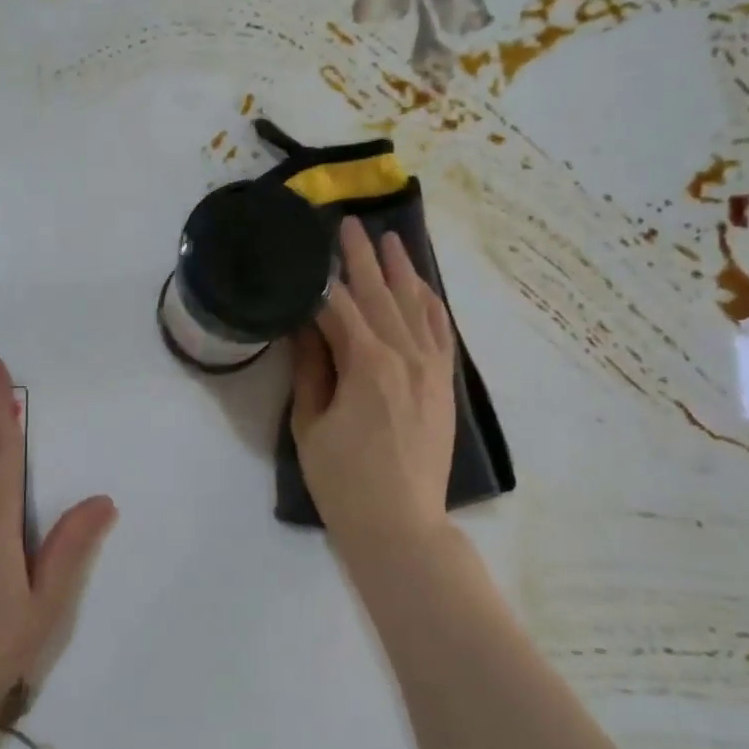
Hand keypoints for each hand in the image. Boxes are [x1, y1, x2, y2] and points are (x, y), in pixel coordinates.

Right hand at [291, 217, 456, 558]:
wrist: (400, 524)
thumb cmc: (344, 480)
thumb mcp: (310, 424)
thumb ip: (310, 368)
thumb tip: (305, 326)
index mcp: (367, 363)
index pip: (340, 307)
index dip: (322, 279)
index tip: (309, 252)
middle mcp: (405, 354)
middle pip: (380, 295)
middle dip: (362, 258)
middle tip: (348, 224)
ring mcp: (431, 367)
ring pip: (416, 305)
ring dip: (402, 270)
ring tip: (390, 239)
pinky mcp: (444, 382)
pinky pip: (441, 331)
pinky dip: (431, 303)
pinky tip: (422, 286)